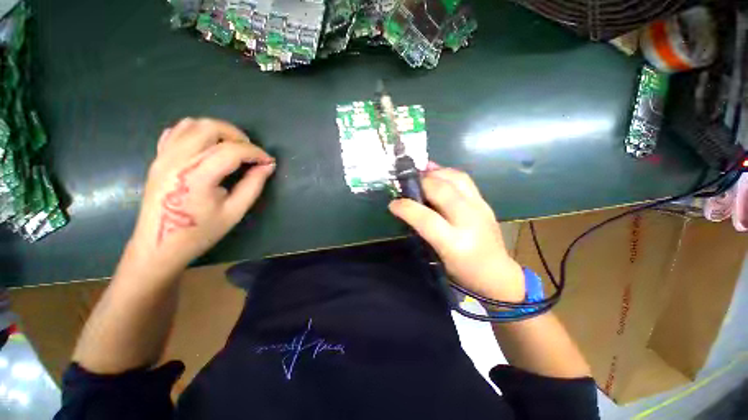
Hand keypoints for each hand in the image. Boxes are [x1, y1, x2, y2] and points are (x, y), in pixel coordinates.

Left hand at [121, 118, 275, 280]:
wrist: (158, 246)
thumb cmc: (199, 233)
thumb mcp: (234, 212)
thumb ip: (253, 185)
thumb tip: (268, 166)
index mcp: (197, 176)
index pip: (232, 150)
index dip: (255, 152)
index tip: (268, 161)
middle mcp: (177, 159)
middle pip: (210, 127)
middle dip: (237, 135)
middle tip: (250, 152)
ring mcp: (164, 156)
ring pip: (192, 124)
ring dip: (218, 131)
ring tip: (232, 148)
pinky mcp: (158, 158)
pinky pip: (177, 131)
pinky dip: (197, 132)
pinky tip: (208, 147)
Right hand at [388, 163, 524, 301]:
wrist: (497, 274)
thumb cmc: (462, 272)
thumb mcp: (437, 256)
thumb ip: (423, 231)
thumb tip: (408, 209)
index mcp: (454, 243)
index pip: (426, 219)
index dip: (406, 207)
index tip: (393, 203)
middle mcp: (469, 221)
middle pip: (442, 191)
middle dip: (421, 182)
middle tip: (407, 183)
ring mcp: (480, 208)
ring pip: (456, 178)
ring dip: (436, 173)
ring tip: (421, 173)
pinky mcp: (485, 202)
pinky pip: (464, 179)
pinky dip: (447, 173)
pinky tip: (437, 174)